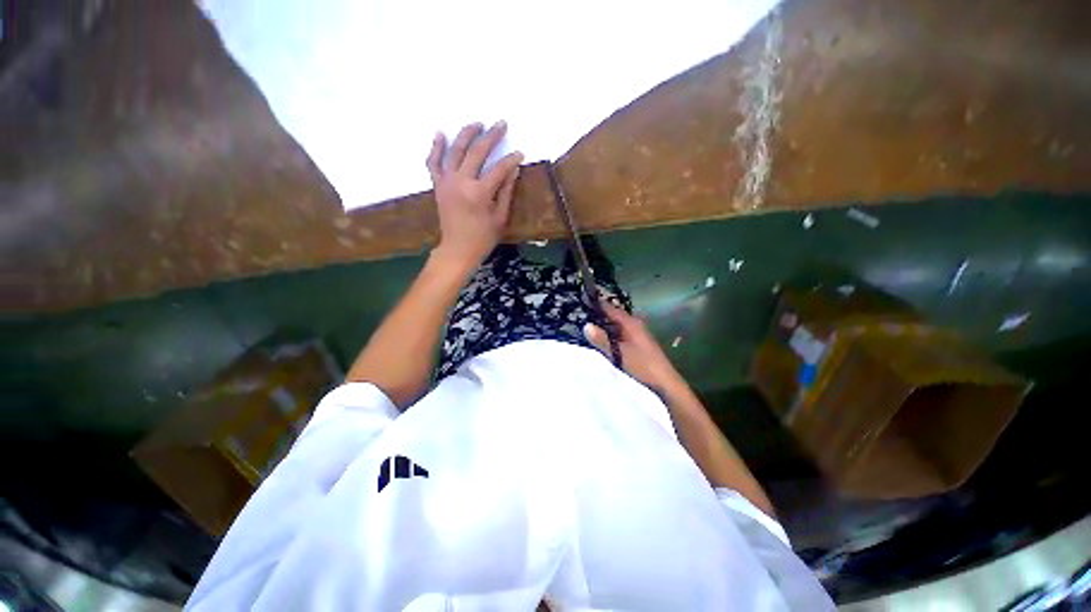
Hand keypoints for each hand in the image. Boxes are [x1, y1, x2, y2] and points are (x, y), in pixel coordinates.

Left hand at [426, 121, 523, 270]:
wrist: (457, 249)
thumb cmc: (483, 237)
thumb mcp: (500, 217)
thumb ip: (506, 192)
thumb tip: (514, 169)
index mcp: (480, 193)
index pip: (499, 169)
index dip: (511, 160)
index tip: (520, 154)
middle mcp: (462, 182)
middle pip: (477, 152)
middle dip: (491, 136)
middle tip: (501, 124)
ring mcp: (447, 182)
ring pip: (455, 150)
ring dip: (466, 134)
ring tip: (477, 123)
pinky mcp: (438, 185)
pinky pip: (433, 163)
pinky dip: (436, 148)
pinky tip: (440, 134)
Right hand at [583, 301, 683, 391]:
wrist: (665, 385)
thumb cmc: (642, 366)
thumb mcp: (618, 353)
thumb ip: (602, 340)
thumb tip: (586, 325)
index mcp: (631, 323)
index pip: (612, 309)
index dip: (598, 305)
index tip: (583, 300)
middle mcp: (636, 325)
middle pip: (615, 317)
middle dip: (600, 316)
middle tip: (582, 315)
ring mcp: (639, 336)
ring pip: (618, 326)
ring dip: (605, 326)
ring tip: (588, 326)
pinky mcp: (639, 346)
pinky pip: (621, 335)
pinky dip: (611, 335)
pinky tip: (603, 341)